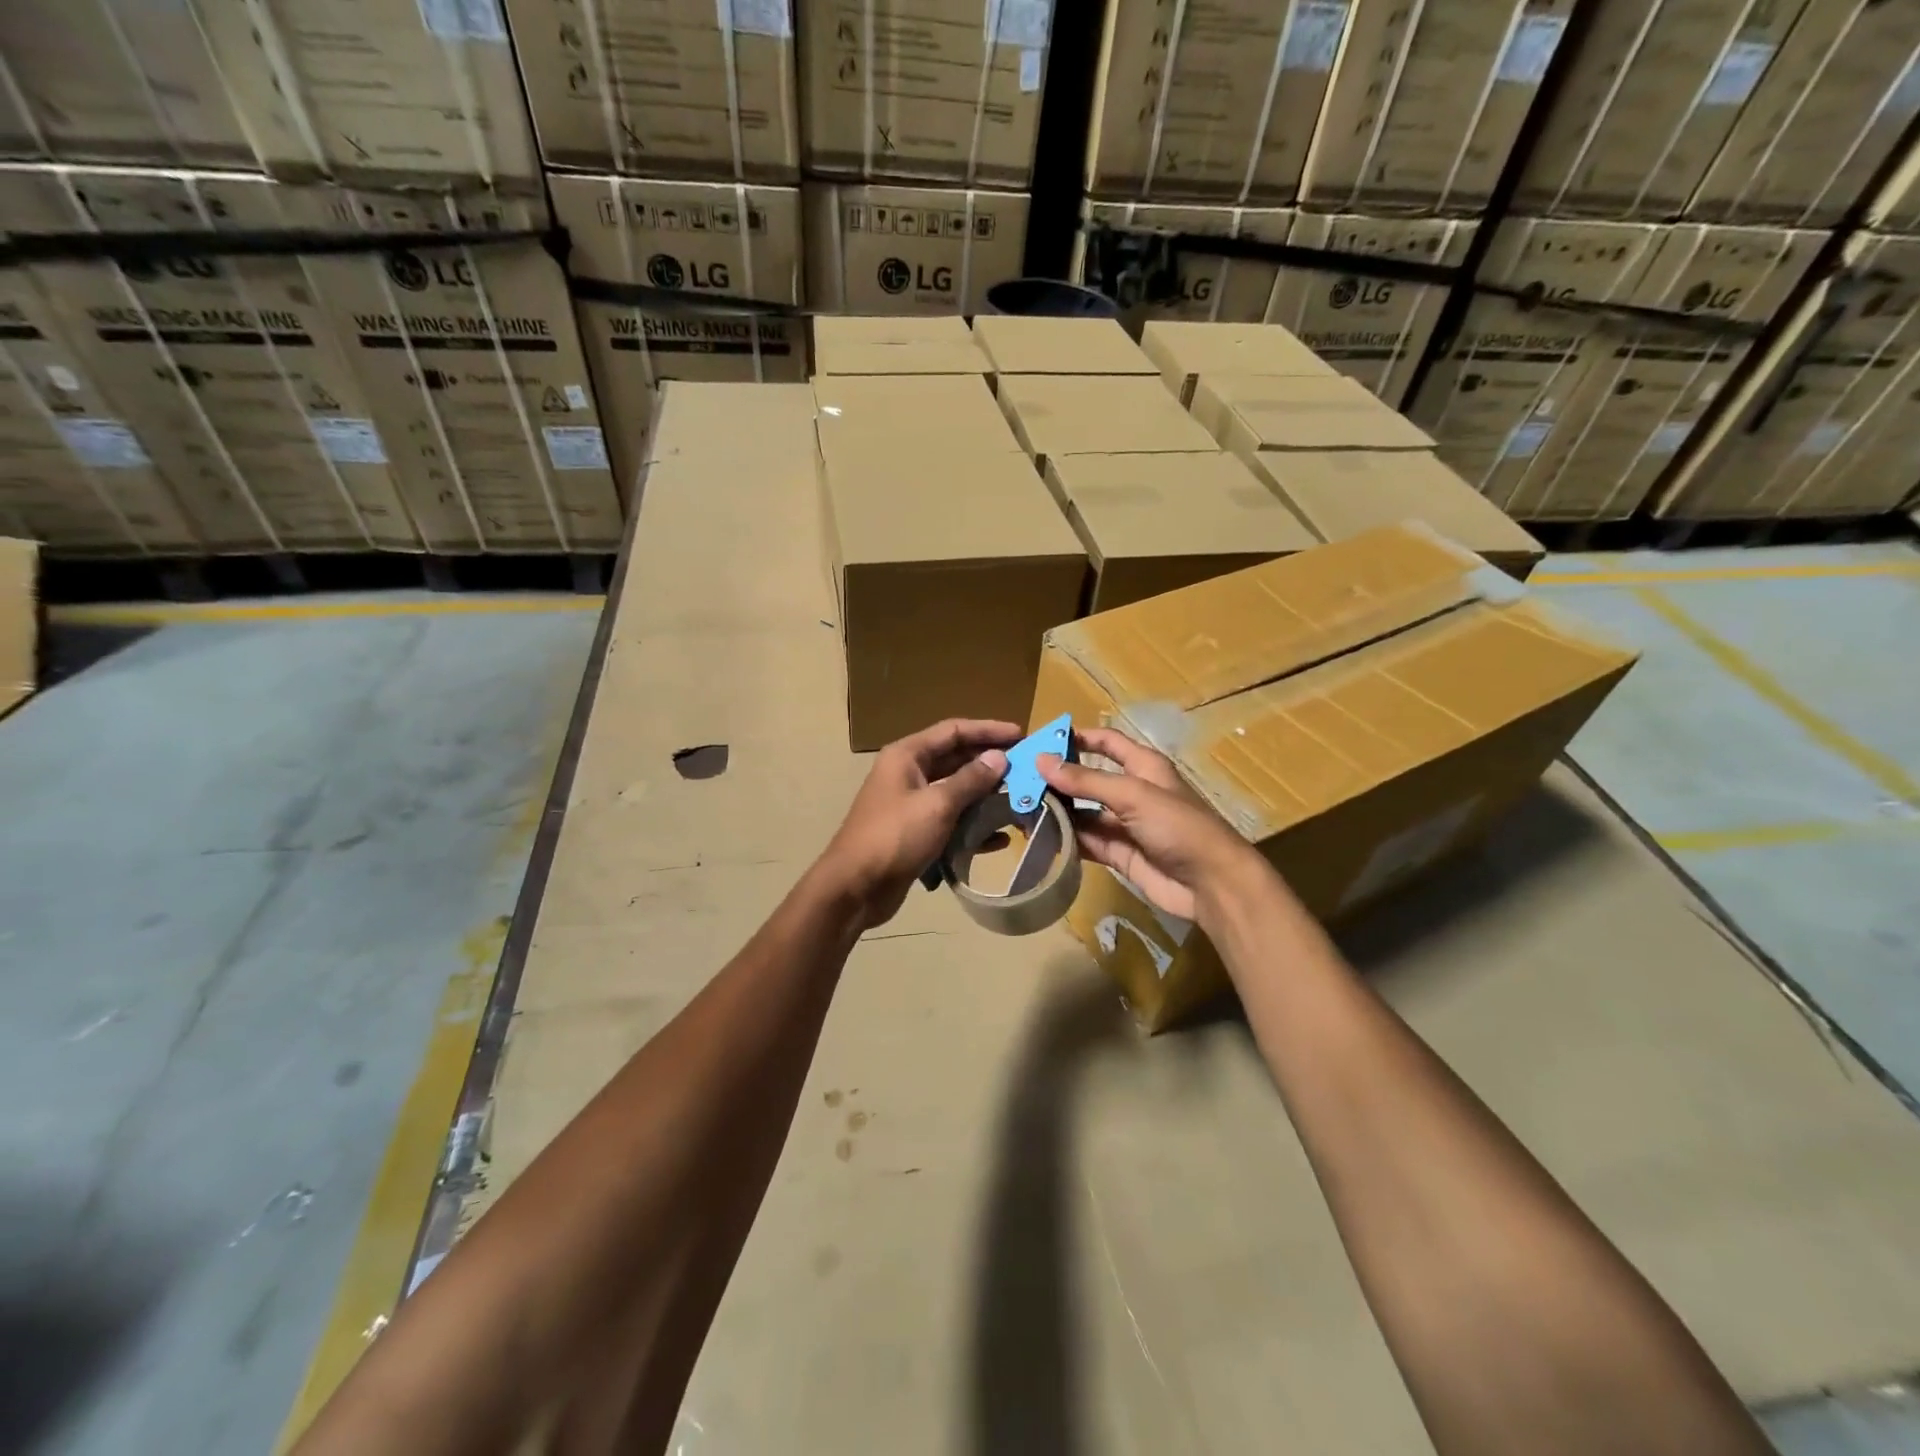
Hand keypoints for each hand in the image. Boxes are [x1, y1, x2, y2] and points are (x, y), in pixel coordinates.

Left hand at [822, 718, 1019, 927]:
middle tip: (1026, 768)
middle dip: (989, 763)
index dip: (988, 730)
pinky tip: (999, 838)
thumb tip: (999, 757)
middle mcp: (908, 773)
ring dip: (985, 795)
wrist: (855, 888)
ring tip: (1019, 800)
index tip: (1021, 735)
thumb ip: (970, 780)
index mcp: (907, 755)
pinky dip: (973, 825)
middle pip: (955, 758)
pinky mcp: (915, 832)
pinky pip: (950, 820)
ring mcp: (911, 804)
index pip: (953, 731)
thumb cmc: (894, 837)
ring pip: (955, 790)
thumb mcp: (937, 805)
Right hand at [1037, 727, 1261, 923]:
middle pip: (1088, 779)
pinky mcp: (1118, 854)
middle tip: (1019, 781)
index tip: (1044, 740)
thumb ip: (1086, 780)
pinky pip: (1086, 842)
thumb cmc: (1178, 826)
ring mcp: (1124, 825)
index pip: (1107, 743)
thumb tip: (1041, 760)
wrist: (1210, 884)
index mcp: (1143, 767)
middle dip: (1058, 779)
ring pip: (1083, 812)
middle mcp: (1132, 792)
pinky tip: (1038, 837)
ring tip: (1020, 810)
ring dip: (1057, 811)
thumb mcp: (1132, 795)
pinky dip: (1065, 839)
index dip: (1080, 738)